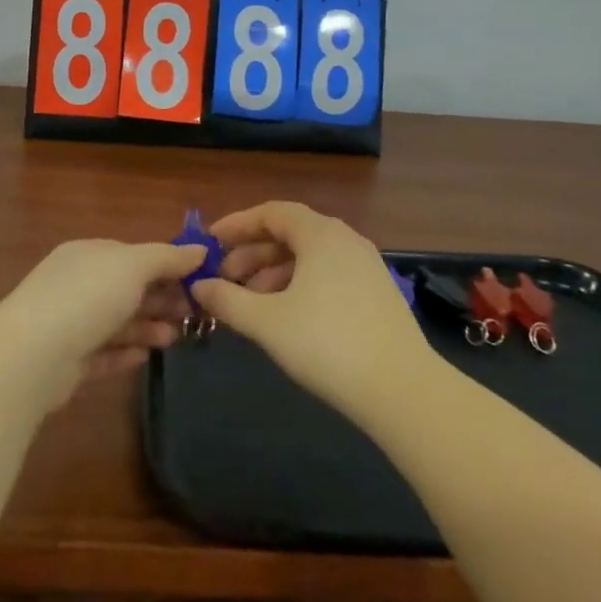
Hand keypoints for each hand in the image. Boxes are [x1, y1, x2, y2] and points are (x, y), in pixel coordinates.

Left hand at [0, 238, 203, 407]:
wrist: (33, 355)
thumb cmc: (88, 296)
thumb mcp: (134, 265)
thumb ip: (168, 257)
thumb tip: (201, 250)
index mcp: (89, 254)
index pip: (133, 255)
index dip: (167, 266)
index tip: (199, 281)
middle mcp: (78, 284)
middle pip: (128, 289)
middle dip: (161, 299)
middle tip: (193, 314)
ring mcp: (70, 323)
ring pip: (118, 322)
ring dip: (148, 327)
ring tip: (175, 338)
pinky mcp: (67, 361)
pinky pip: (103, 353)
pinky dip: (125, 353)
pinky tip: (146, 357)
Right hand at [191, 202, 431, 419]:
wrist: (402, 388)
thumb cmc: (327, 344)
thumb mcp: (267, 322)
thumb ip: (227, 300)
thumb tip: (199, 285)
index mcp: (320, 234)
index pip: (272, 212)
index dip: (238, 224)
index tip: (211, 242)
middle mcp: (345, 240)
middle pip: (290, 234)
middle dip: (253, 253)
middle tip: (224, 278)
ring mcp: (366, 266)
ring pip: (309, 257)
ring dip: (274, 272)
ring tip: (249, 302)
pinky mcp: (377, 293)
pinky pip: (328, 275)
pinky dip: (299, 285)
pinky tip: (284, 316)